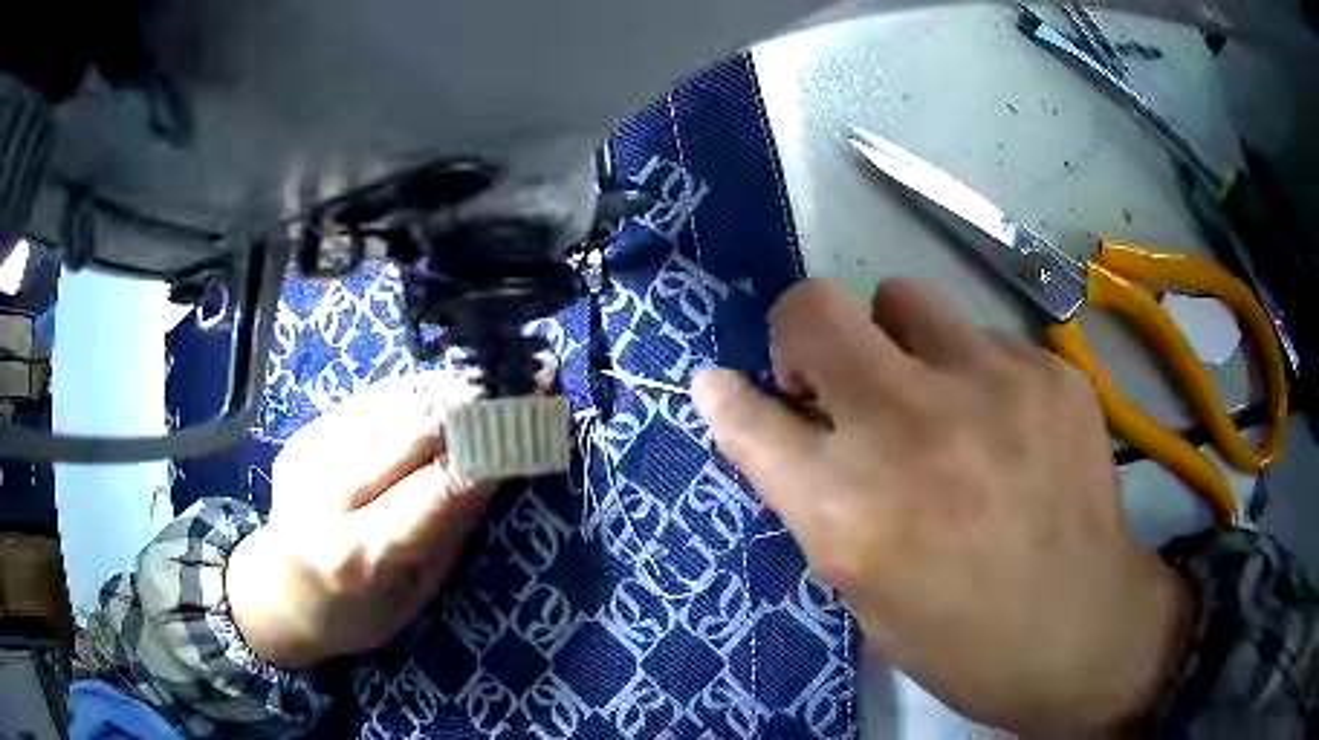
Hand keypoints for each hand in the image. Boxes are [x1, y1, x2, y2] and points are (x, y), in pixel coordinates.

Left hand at [228, 363, 553, 669]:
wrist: (278, 592)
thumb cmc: (356, 613)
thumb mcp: (416, 591)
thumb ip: (452, 525)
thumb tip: (501, 460)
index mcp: (357, 553)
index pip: (437, 487)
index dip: (492, 444)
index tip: (539, 411)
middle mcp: (325, 494)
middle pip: (413, 430)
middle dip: (478, 402)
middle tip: (530, 378)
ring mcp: (307, 453)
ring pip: (392, 404)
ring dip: (453, 387)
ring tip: (500, 375)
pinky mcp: (304, 432)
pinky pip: (371, 400)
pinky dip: (418, 390)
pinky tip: (451, 385)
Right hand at [692, 279, 1193, 733]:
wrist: (1077, 628)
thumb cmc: (954, 633)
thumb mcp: (860, 586)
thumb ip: (816, 497)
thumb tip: (782, 424)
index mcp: (847, 507)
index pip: (749, 416)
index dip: (726, 394)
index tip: (723, 383)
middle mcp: (910, 429)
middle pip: (816, 307)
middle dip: (805, 331)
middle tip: (836, 375)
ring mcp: (991, 384)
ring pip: (905, 297)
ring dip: (898, 341)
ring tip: (937, 395)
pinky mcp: (1050, 371)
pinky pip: (986, 338)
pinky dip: (977, 373)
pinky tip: (1009, 428)